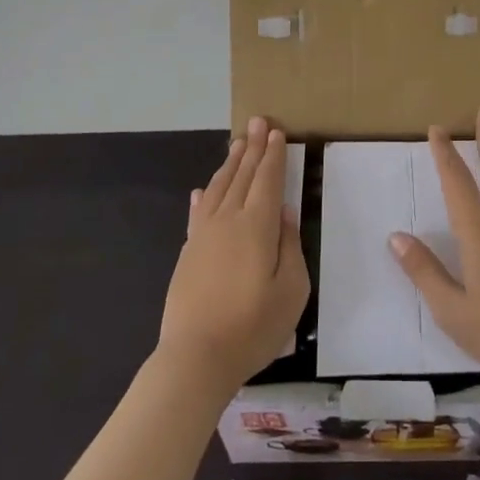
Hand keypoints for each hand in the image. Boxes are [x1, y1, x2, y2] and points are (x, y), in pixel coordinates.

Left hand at [158, 118, 309, 397]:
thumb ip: (290, 246)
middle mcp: (229, 219)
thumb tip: (285, 214)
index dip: (274, 155)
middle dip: (253, 147)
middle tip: (258, 121)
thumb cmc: (252, 327)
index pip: (268, 180)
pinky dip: (203, 196)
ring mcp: (204, 234)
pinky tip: (201, 190)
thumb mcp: (292, 291)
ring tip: (237, 143)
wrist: (195, 358)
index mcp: (257, 225)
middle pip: (243, 175)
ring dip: (230, 163)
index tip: (277, 132)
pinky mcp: (188, 252)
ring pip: (219, 187)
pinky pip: (197, 212)